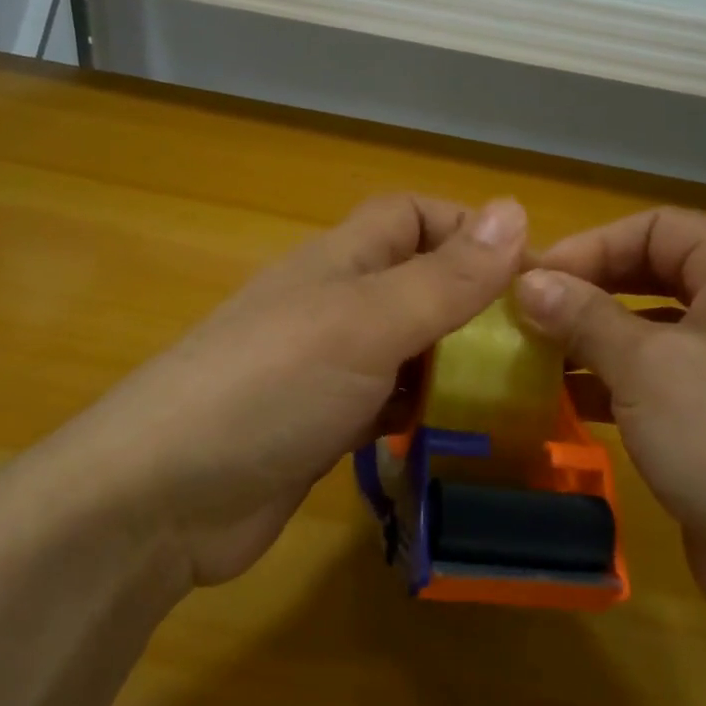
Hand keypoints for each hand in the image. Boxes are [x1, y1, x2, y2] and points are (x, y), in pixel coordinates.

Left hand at [55, 194, 528, 587]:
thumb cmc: (269, 388)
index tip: (528, 272)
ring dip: (457, 364)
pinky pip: (390, 406)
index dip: (468, 229)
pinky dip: (424, 413)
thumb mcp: (366, 324)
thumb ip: (442, 278)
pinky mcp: (324, 428)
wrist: (165, 497)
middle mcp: (335, 307)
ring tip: (520, 394)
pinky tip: (460, 434)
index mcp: (340, 262)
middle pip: (418, 285)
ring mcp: (327, 371)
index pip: (412, 216)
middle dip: (476, 305)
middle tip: (541, 347)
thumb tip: (515, 209)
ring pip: (409, 350)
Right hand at [513, 208, 705, 616]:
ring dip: (597, 341)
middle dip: (591, 293)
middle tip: (530, 316)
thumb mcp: (647, 368)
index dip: (592, 245)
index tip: (534, 279)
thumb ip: (583, 317)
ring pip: (657, 333)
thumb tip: (528, 281)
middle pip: (657, 276)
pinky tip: (572, 402)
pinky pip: (665, 382)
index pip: (659, 227)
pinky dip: (618, 384)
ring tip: (537, 360)